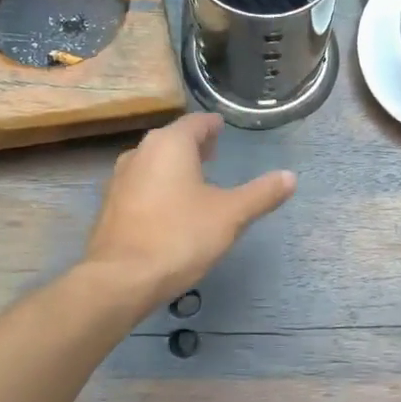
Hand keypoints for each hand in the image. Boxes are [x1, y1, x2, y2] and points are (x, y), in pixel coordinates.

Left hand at [84, 114, 295, 305]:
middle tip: (214, 152)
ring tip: (195, 180)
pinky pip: (141, 185)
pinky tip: (170, 208)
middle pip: (172, 140)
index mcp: (170, 145)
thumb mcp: (231, 215)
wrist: (121, 279)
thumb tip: (290, 177)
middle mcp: (140, 153)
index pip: (196, 123)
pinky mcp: (110, 206)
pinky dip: (158, 187)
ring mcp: (120, 179)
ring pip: (153, 162)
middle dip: (194, 145)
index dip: (213, 125)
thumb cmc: (180, 237)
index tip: (223, 128)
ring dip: (174, 166)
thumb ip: (261, 194)